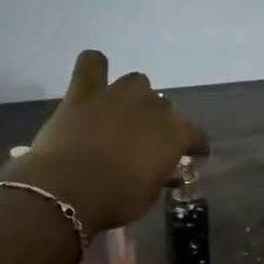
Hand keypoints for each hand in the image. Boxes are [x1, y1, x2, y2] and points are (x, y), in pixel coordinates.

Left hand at [10, 50, 208, 231]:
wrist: (67, 191)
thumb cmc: (114, 200)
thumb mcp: (148, 195)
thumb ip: (160, 174)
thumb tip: (163, 169)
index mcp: (174, 132)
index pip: (196, 135)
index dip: (194, 148)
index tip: (189, 160)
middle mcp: (151, 104)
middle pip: (163, 107)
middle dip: (158, 124)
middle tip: (144, 144)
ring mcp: (117, 94)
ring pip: (136, 82)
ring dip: (133, 97)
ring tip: (122, 115)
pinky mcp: (83, 92)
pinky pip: (91, 63)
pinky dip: (95, 68)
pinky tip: (93, 81)